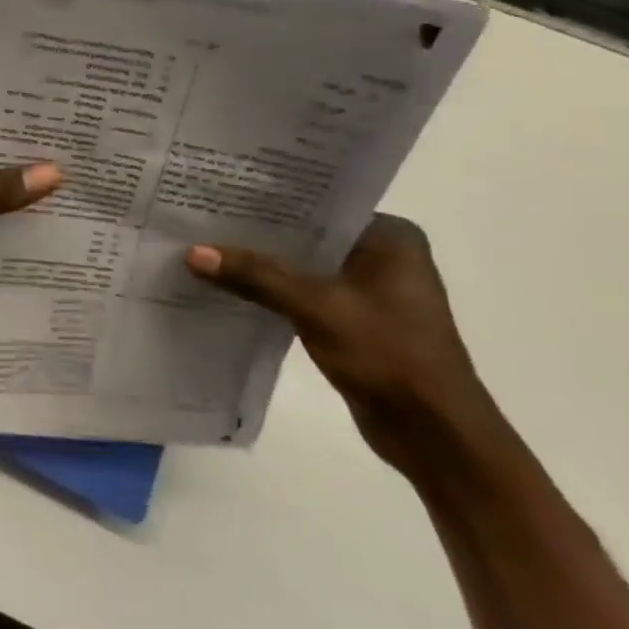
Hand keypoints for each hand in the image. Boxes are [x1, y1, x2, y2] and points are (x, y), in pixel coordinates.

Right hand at [185, 215, 496, 475]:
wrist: (435, 436)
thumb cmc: (389, 356)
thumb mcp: (317, 308)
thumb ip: (256, 275)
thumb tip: (193, 252)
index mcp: (390, 237)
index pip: (317, 204)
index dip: (267, 200)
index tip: (218, 192)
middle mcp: (383, 255)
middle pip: (306, 236)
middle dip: (257, 234)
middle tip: (201, 219)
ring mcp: (369, 290)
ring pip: (301, 266)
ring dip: (261, 266)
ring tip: (205, 248)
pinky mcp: (354, 320)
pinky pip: (303, 294)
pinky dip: (272, 292)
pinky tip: (229, 288)